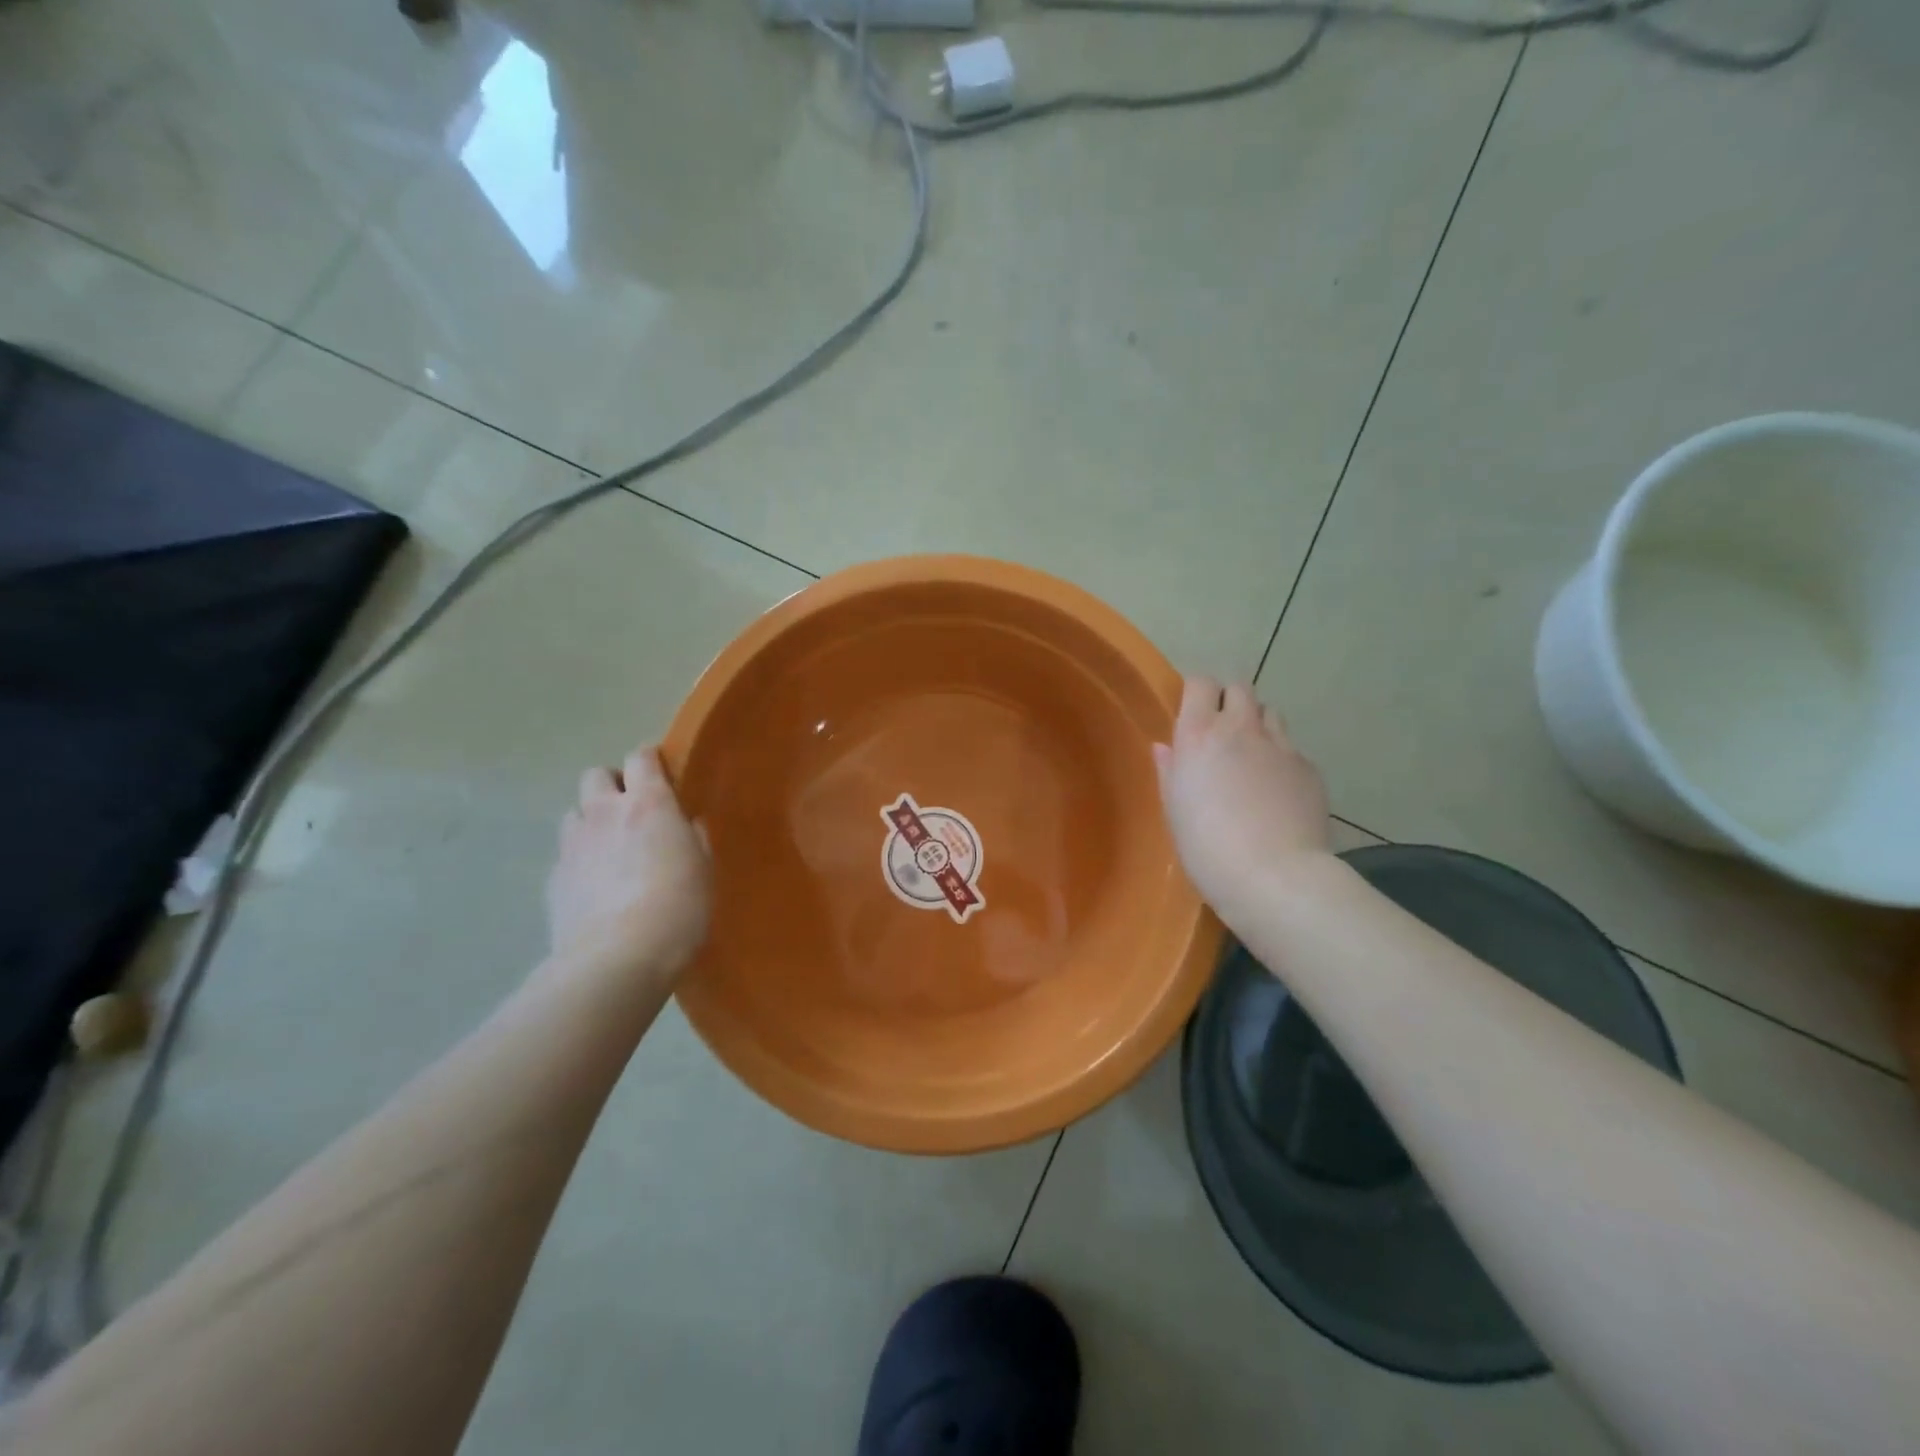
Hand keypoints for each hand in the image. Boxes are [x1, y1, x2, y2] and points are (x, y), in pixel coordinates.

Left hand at [545, 746, 711, 983]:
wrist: (618, 958)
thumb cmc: (678, 906)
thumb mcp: (703, 869)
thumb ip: (692, 838)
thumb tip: (685, 825)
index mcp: (648, 803)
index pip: (641, 758)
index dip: (650, 760)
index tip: (662, 772)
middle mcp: (605, 812)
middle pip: (597, 775)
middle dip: (613, 785)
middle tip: (633, 811)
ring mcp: (573, 844)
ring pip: (575, 812)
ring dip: (592, 820)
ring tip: (611, 848)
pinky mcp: (553, 878)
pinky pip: (566, 854)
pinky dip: (580, 859)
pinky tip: (596, 886)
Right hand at [1153, 677, 1332, 915]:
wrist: (1274, 876)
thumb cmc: (1207, 847)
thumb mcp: (1174, 811)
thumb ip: (1170, 772)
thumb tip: (1165, 748)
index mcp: (1200, 735)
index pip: (1201, 683)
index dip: (1197, 693)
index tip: (1191, 712)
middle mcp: (1241, 729)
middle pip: (1240, 688)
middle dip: (1230, 701)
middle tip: (1222, 732)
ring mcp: (1281, 746)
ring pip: (1270, 713)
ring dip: (1258, 724)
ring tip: (1252, 756)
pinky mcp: (1309, 768)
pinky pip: (1292, 748)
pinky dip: (1281, 758)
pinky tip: (1277, 791)